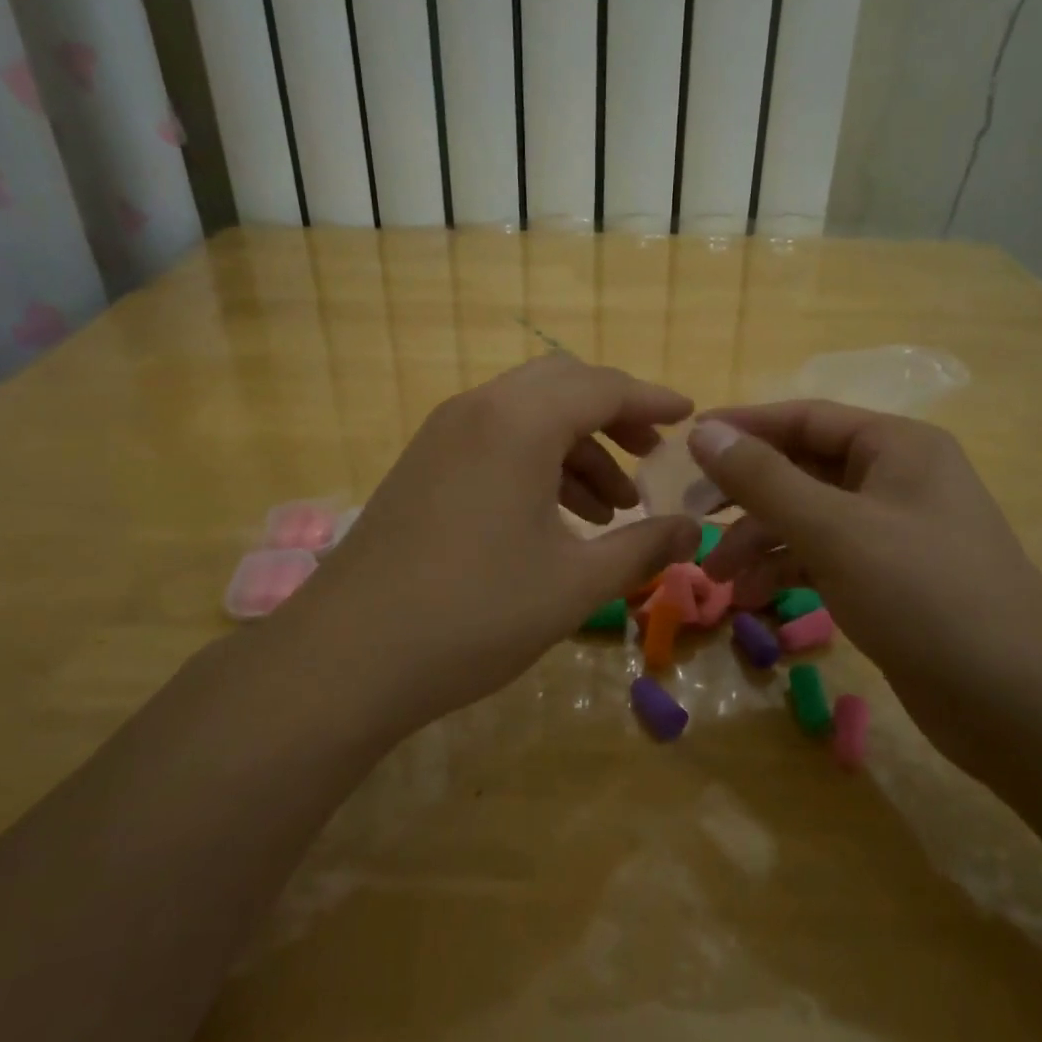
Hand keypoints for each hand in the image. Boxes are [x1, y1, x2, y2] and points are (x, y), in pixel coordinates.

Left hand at [294, 356, 702, 731]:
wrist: (348, 655)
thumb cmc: (476, 612)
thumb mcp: (575, 583)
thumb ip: (642, 547)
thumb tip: (692, 530)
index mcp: (519, 422)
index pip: (603, 387)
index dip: (652, 400)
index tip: (689, 416)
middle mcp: (478, 410)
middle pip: (562, 387)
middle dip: (613, 416)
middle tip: (649, 456)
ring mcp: (441, 436)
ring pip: (526, 415)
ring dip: (575, 447)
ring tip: (611, 509)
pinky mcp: (421, 466)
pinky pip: (494, 440)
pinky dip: (535, 463)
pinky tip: (555, 519)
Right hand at [689, 403, 1041, 770]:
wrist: (1019, 705)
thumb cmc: (924, 596)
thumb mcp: (833, 530)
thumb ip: (763, 479)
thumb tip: (703, 432)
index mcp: (896, 446)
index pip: (804, 418)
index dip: (743, 428)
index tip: (687, 445)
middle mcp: (896, 479)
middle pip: (802, 470)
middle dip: (746, 496)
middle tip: (693, 516)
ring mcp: (894, 532)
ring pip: (809, 519)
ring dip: (761, 542)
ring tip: (718, 578)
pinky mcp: (890, 580)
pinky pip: (825, 558)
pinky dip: (787, 572)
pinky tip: (752, 600)